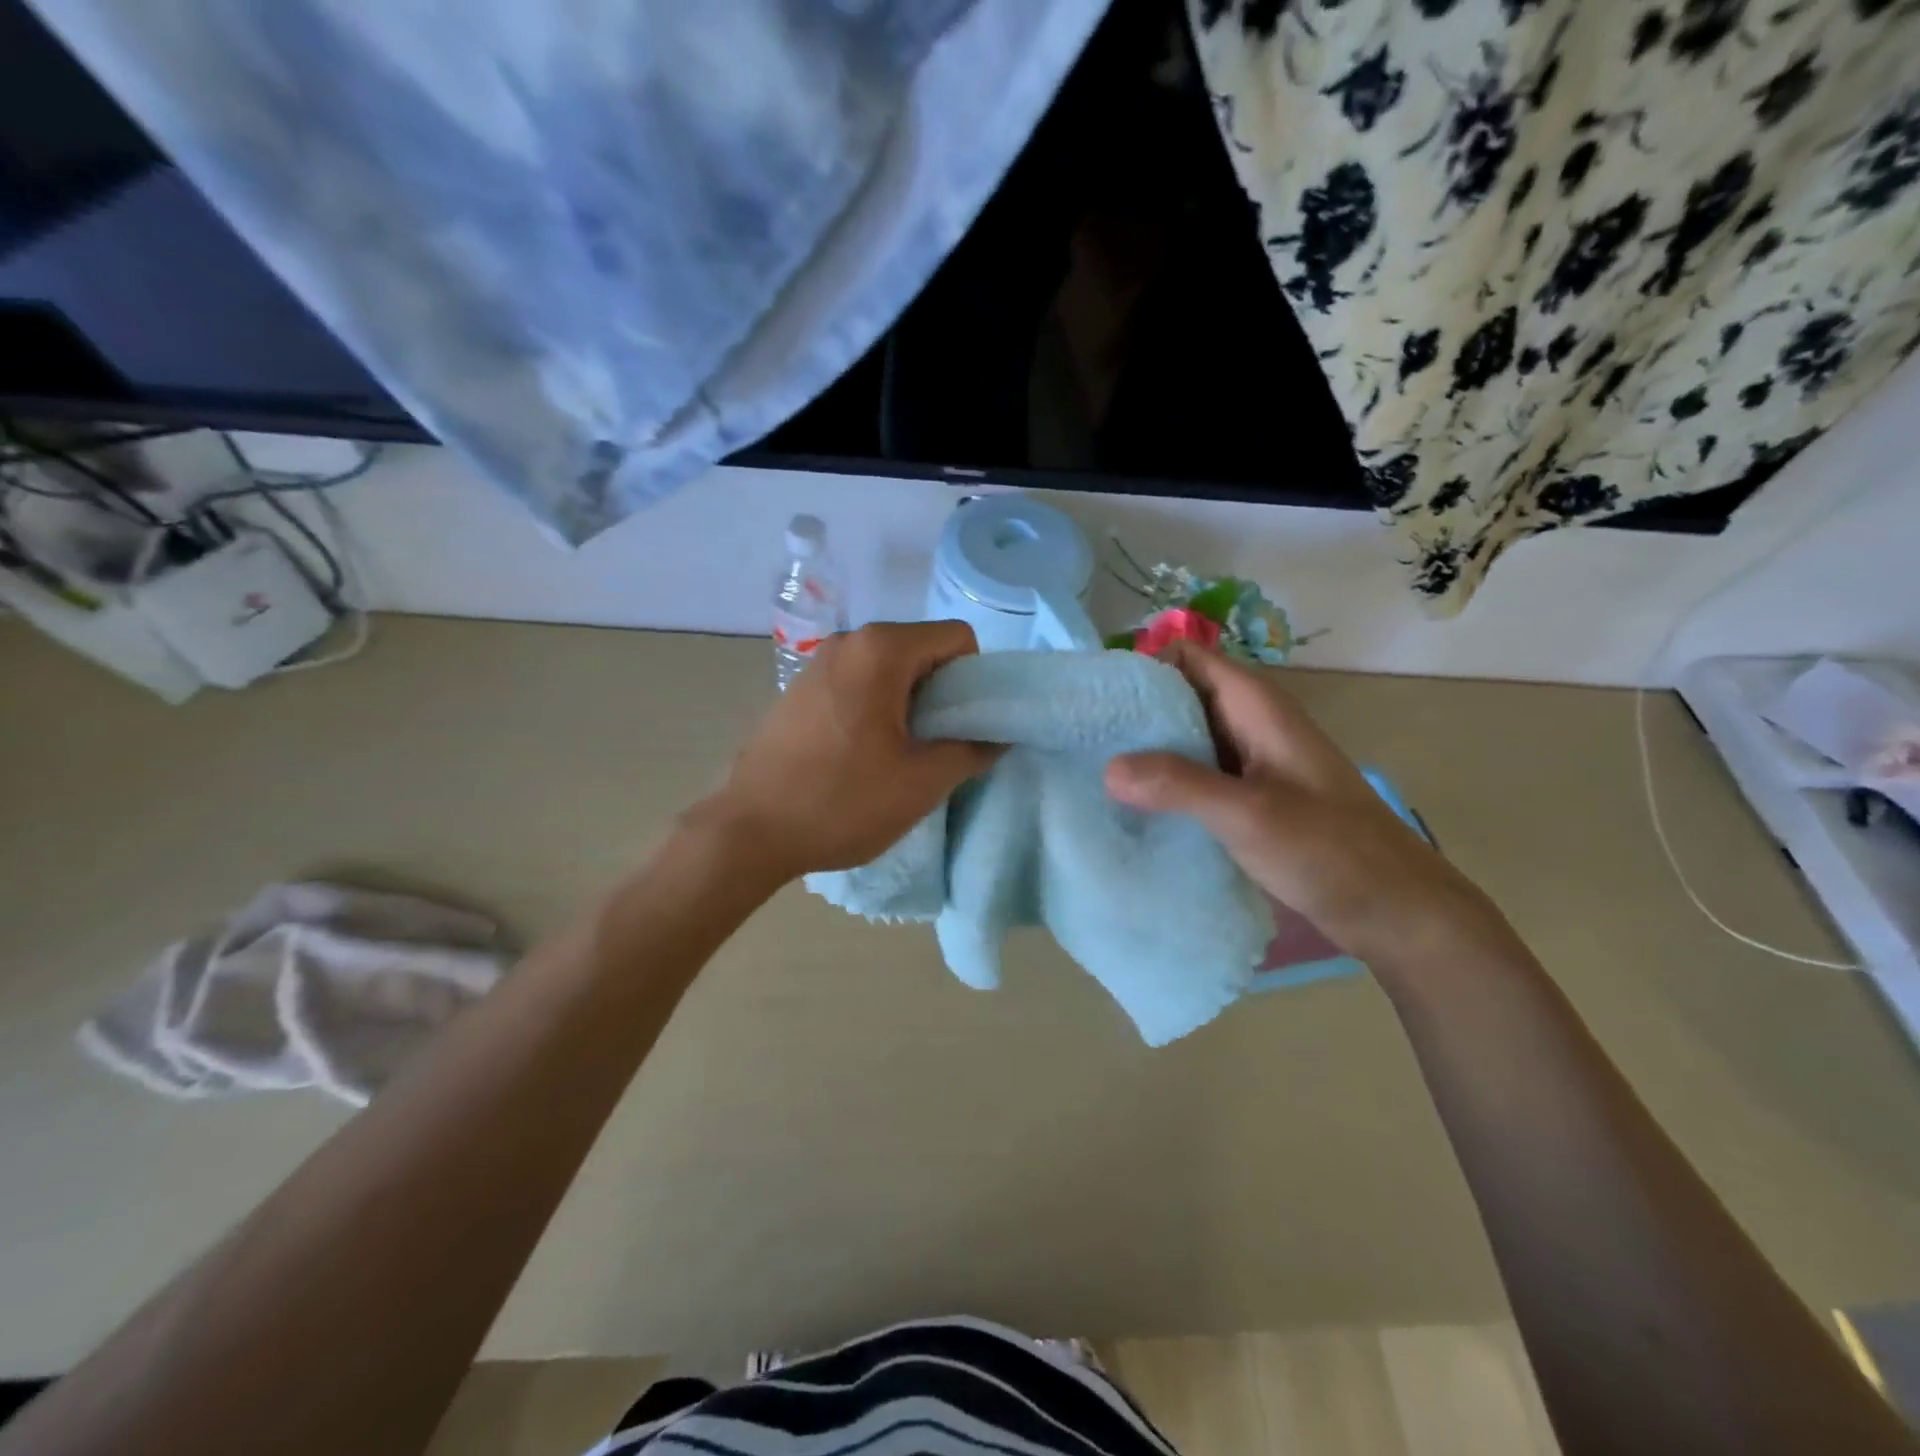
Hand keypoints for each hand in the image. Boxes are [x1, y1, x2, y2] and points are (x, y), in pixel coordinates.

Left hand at [691, 621, 1000, 883]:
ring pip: (888, 667)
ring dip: (909, 702)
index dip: (974, 679)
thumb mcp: (921, 782)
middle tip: (938, 743)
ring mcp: (817, 663)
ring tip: (901, 752)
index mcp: (881, 650)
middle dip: (942, 691)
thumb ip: (971, 751)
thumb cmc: (843, 801)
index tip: (964, 724)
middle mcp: (847, 642)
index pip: (957, 638)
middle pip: (921, 649)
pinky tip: (862, 752)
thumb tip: (996, 737)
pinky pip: (856, 682)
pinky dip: (875, 706)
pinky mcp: (798, 688)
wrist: (750, 831)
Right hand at [1104, 642, 1503, 961]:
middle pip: (1180, 697)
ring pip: (1186, 738)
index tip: (1097, 700)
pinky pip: (1196, 775)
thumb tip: (1107, 767)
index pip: (1187, 658)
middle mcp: (1250, 723)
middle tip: (1084, 742)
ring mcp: (1250, 762)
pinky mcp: (1249, 798)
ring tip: (1095, 773)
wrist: (1394, 910)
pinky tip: (1134, 808)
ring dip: (1147, 752)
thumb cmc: (1330, 850)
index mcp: (1256, 706)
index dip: (1142, 668)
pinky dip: (1165, 783)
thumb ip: (1179, 785)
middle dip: (1135, 713)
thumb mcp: (1249, 814)